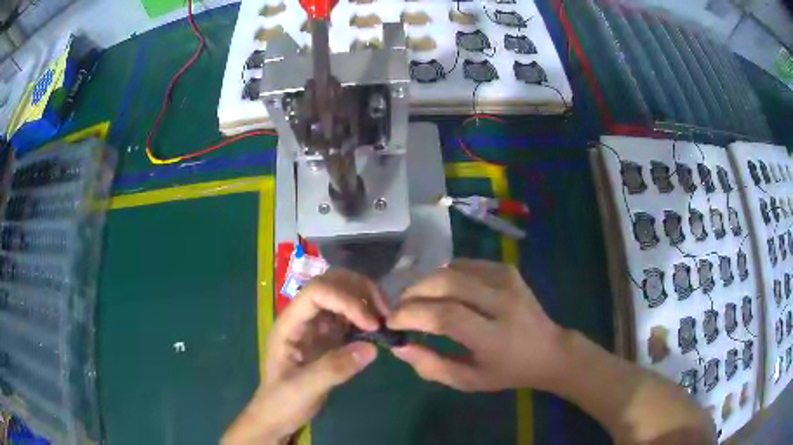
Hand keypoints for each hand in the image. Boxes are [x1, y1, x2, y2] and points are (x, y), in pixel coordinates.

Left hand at [222, 270, 385, 444]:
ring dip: (365, 300)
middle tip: (384, 314)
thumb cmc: (282, 402)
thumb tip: (372, 348)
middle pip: (330, 284)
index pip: (316, 292)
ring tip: (385, 320)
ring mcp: (316, 326)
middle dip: (359, 291)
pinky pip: (349, 317)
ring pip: (342, 295)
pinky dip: (365, 317)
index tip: (371, 324)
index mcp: (289, 324)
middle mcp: (303, 318)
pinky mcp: (328, 337)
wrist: (277, 416)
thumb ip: (333, 369)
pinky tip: (377, 331)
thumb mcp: (304, 389)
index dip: (346, 300)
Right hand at [387, 259, 565, 391]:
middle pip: (447, 282)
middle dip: (414, 291)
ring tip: (417, 299)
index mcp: (495, 336)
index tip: (391, 321)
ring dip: (427, 282)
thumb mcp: (469, 381)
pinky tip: (442, 291)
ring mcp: (507, 280)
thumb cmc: (507, 372)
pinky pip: (466, 265)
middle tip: (400, 307)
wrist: (549, 350)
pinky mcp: (507, 270)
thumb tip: (399, 345)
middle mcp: (503, 302)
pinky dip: (445, 275)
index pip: (445, 315)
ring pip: (453, 268)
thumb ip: (432, 366)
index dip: (412, 314)